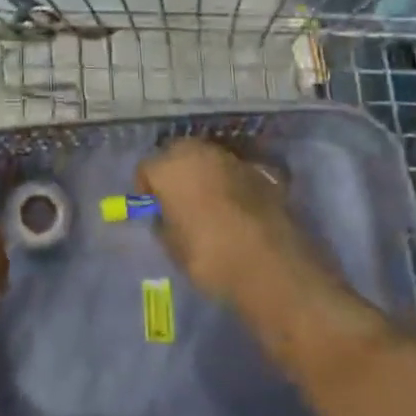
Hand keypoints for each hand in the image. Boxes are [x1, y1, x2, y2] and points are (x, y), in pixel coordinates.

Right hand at [136, 138, 326, 310]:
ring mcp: (231, 158)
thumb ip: (164, 222)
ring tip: (208, 201)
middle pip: (177, 152)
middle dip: (175, 170)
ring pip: (207, 157)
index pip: (145, 167)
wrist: (269, 263)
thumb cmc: (208, 256)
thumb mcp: (173, 246)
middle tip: (178, 198)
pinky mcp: (259, 169)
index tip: (153, 207)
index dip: (146, 187)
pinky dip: (230, 181)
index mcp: (168, 167)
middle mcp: (198, 152)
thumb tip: (166, 214)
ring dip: (203, 172)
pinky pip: (234, 170)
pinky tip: (236, 204)